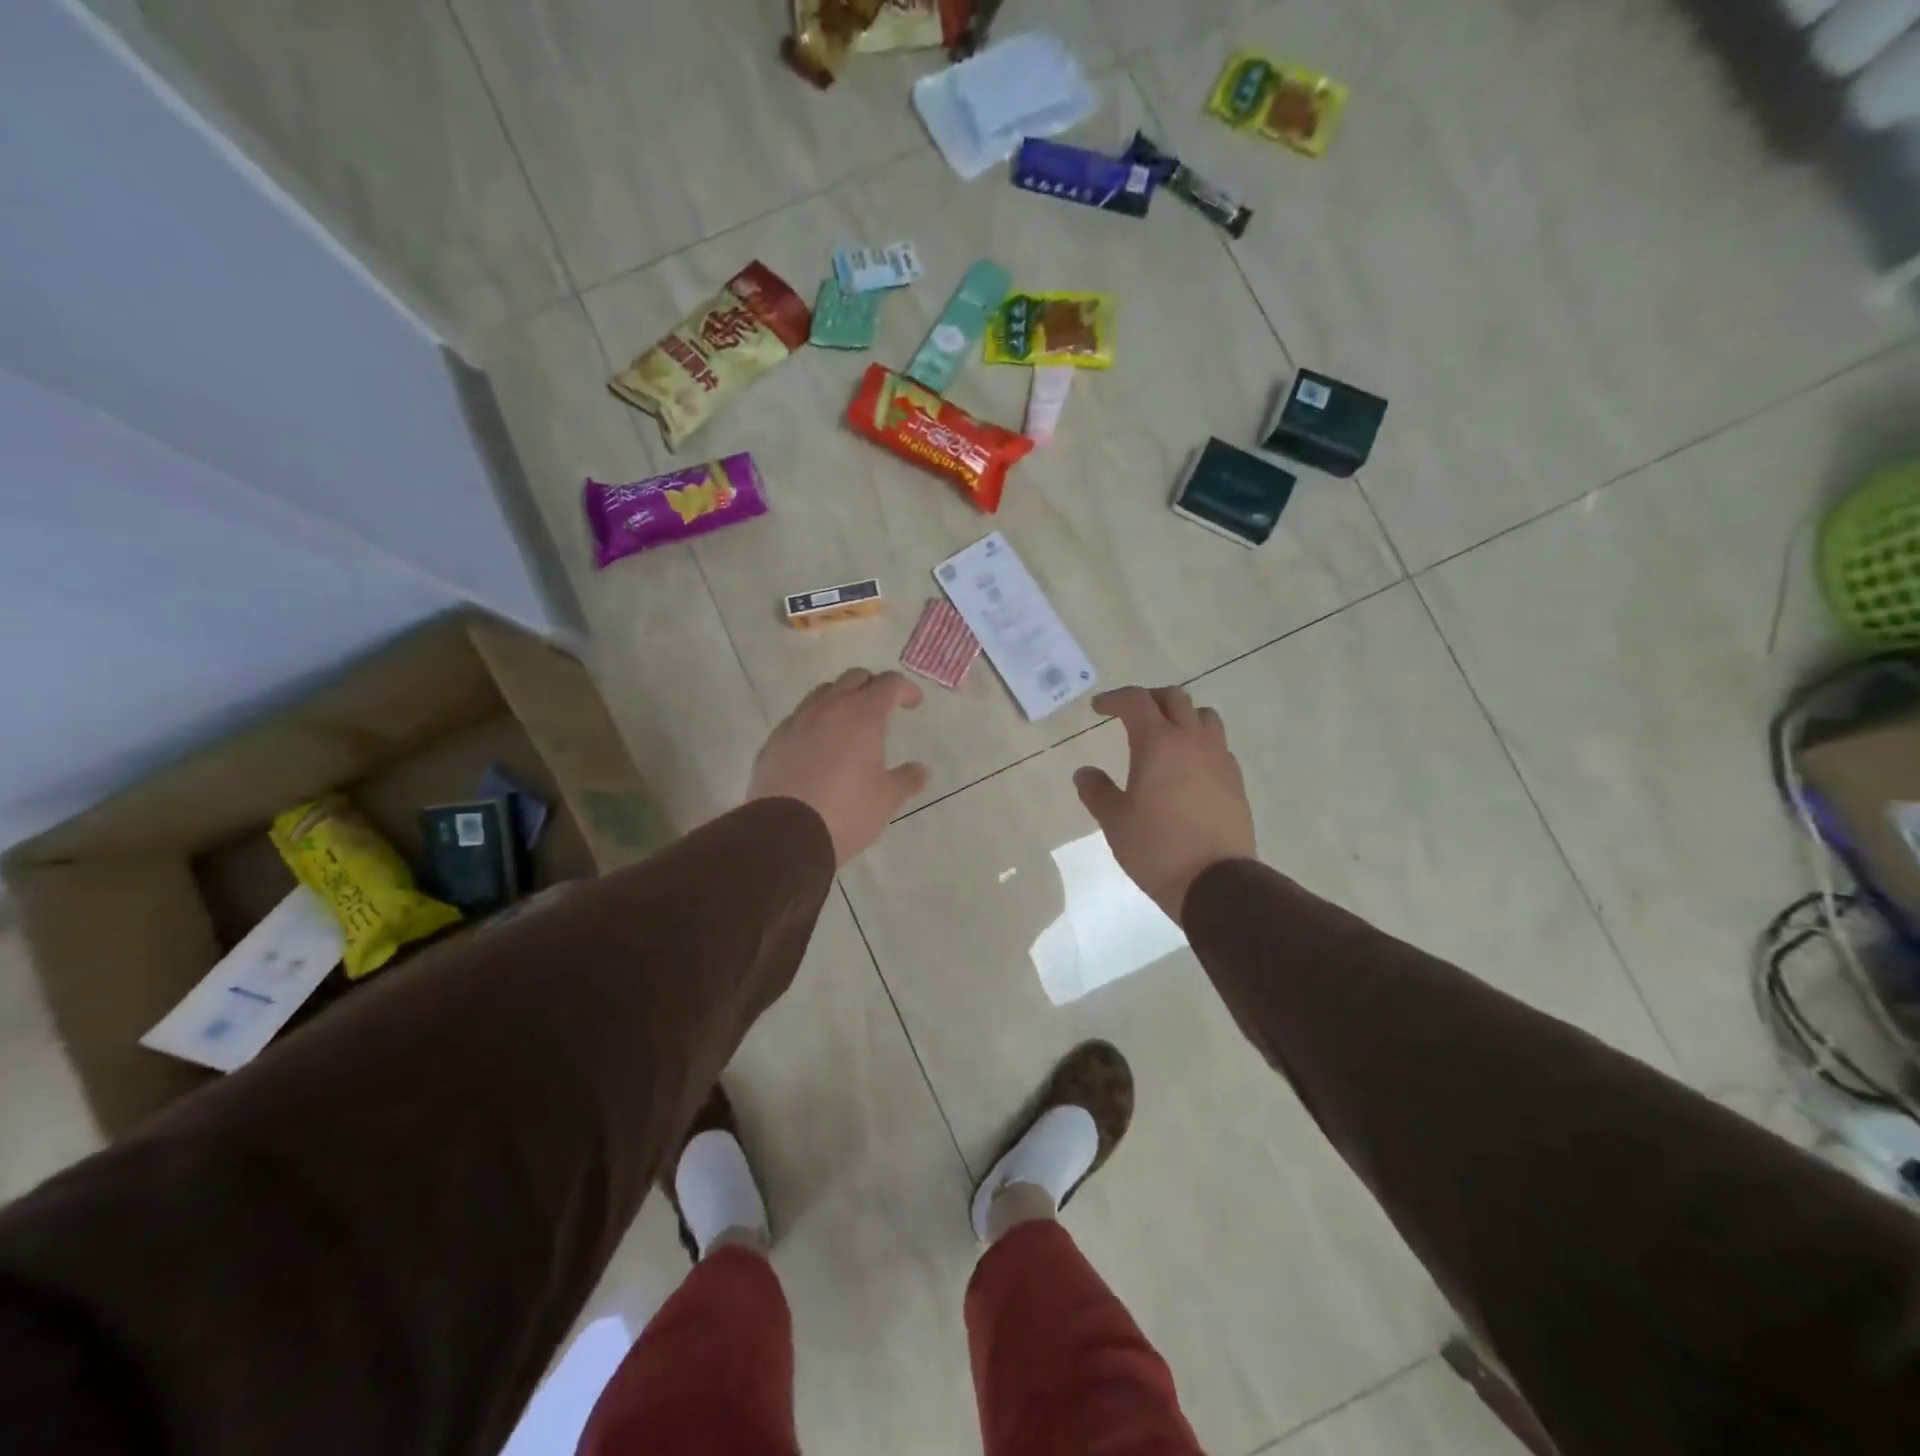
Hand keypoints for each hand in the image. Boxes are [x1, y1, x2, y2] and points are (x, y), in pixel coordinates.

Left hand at [747, 668, 930, 865]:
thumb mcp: (887, 799)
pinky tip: (819, 748)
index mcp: (862, 716)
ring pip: (822, 693)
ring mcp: (796, 722)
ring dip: (841, 699)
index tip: (914, 703)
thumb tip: (920, 769)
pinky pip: (799, 718)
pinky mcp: (774, 741)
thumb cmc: (846, 812)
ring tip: (849, 725)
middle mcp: (828, 708)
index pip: (889, 683)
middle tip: (883, 708)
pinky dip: (815, 723)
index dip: (905, 689)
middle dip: (872, 687)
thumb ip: (907, 779)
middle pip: (853, 678)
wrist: (785, 834)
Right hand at [1074, 686, 1255, 922]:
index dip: (1114, 699)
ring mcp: (1219, 759)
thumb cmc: (1156, 847)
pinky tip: (1188, 767)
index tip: (1098, 708)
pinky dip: (1200, 742)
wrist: (1215, 882)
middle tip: (1130, 714)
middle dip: (1149, 699)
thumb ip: (1096, 790)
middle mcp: (1192, 741)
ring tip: (1165, 735)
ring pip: (1203, 716)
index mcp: (1158, 743)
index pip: (1136, 702)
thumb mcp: (1114, 821)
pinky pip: (1218, 745)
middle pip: (1174, 698)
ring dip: (1181, 715)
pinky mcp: (1235, 781)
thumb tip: (1085, 772)